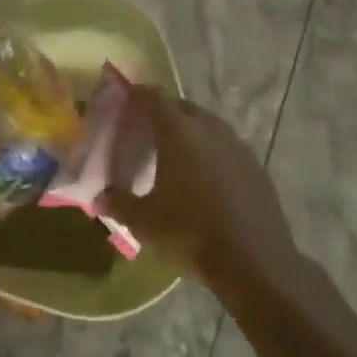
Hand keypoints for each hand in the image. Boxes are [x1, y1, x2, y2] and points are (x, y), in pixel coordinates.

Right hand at [99, 89, 298, 289]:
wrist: (254, 263)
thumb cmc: (190, 234)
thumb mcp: (144, 222)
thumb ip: (119, 203)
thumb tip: (99, 197)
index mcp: (179, 133)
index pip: (155, 98)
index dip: (139, 93)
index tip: (127, 96)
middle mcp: (210, 130)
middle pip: (184, 108)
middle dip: (165, 111)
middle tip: (148, 127)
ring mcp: (238, 148)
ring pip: (210, 126)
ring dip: (193, 130)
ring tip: (178, 150)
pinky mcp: (257, 168)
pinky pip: (229, 148)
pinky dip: (214, 152)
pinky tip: (208, 176)